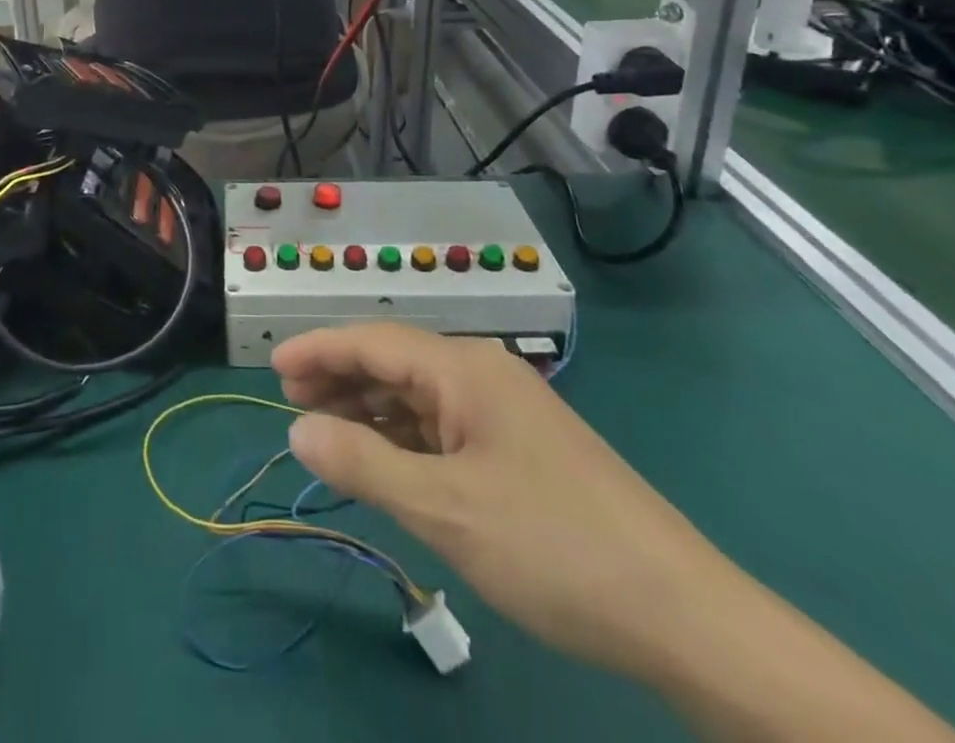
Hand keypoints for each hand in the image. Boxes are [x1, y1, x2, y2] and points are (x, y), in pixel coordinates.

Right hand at [274, 323, 735, 681]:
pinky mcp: (521, 447)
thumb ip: (364, 464)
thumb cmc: (553, 547)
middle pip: (394, 362)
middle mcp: (483, 374)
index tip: (272, 368)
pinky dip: (405, 438)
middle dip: (340, 378)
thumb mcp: (445, 509)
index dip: (319, 350)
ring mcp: (506, 411)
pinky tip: (386, 462)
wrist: (682, 614)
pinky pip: (445, 426)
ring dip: (370, 411)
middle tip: (291, 403)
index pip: (373, 340)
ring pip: (419, 396)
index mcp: (465, 369)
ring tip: (327, 432)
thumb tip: (298, 429)